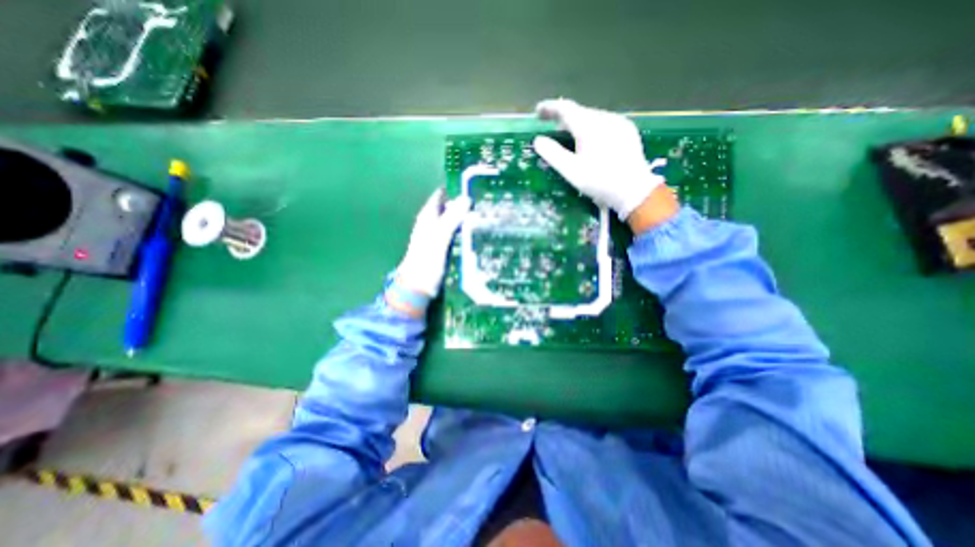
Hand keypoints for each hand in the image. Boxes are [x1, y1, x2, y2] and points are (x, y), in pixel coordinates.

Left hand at [386, 188, 472, 315]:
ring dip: (466, 218)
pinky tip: (476, 234)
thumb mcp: (439, 237)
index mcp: (428, 216)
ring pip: (453, 221)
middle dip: (464, 205)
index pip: (441, 196)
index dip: (455, 191)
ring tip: (484, 216)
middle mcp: (432, 223)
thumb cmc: (426, 261)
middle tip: (484, 204)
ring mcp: (438, 236)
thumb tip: (467, 199)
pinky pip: (456, 233)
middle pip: (449, 207)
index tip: (474, 189)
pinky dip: (464, 231)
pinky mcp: (443, 248)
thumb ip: (451, 218)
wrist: (418, 286)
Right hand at [531, 98, 679, 230]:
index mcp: (589, 126)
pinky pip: (604, 123)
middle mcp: (604, 118)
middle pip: (579, 112)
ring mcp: (619, 123)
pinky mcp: (627, 131)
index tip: (538, 112)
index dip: (549, 108)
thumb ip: (552, 153)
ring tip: (569, 135)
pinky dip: (592, 128)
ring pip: (592, 117)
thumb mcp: (571, 170)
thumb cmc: (599, 181)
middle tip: (551, 127)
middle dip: (563, 117)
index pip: (565, 108)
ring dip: (578, 123)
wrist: (634, 190)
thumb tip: (538, 140)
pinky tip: (590, 141)